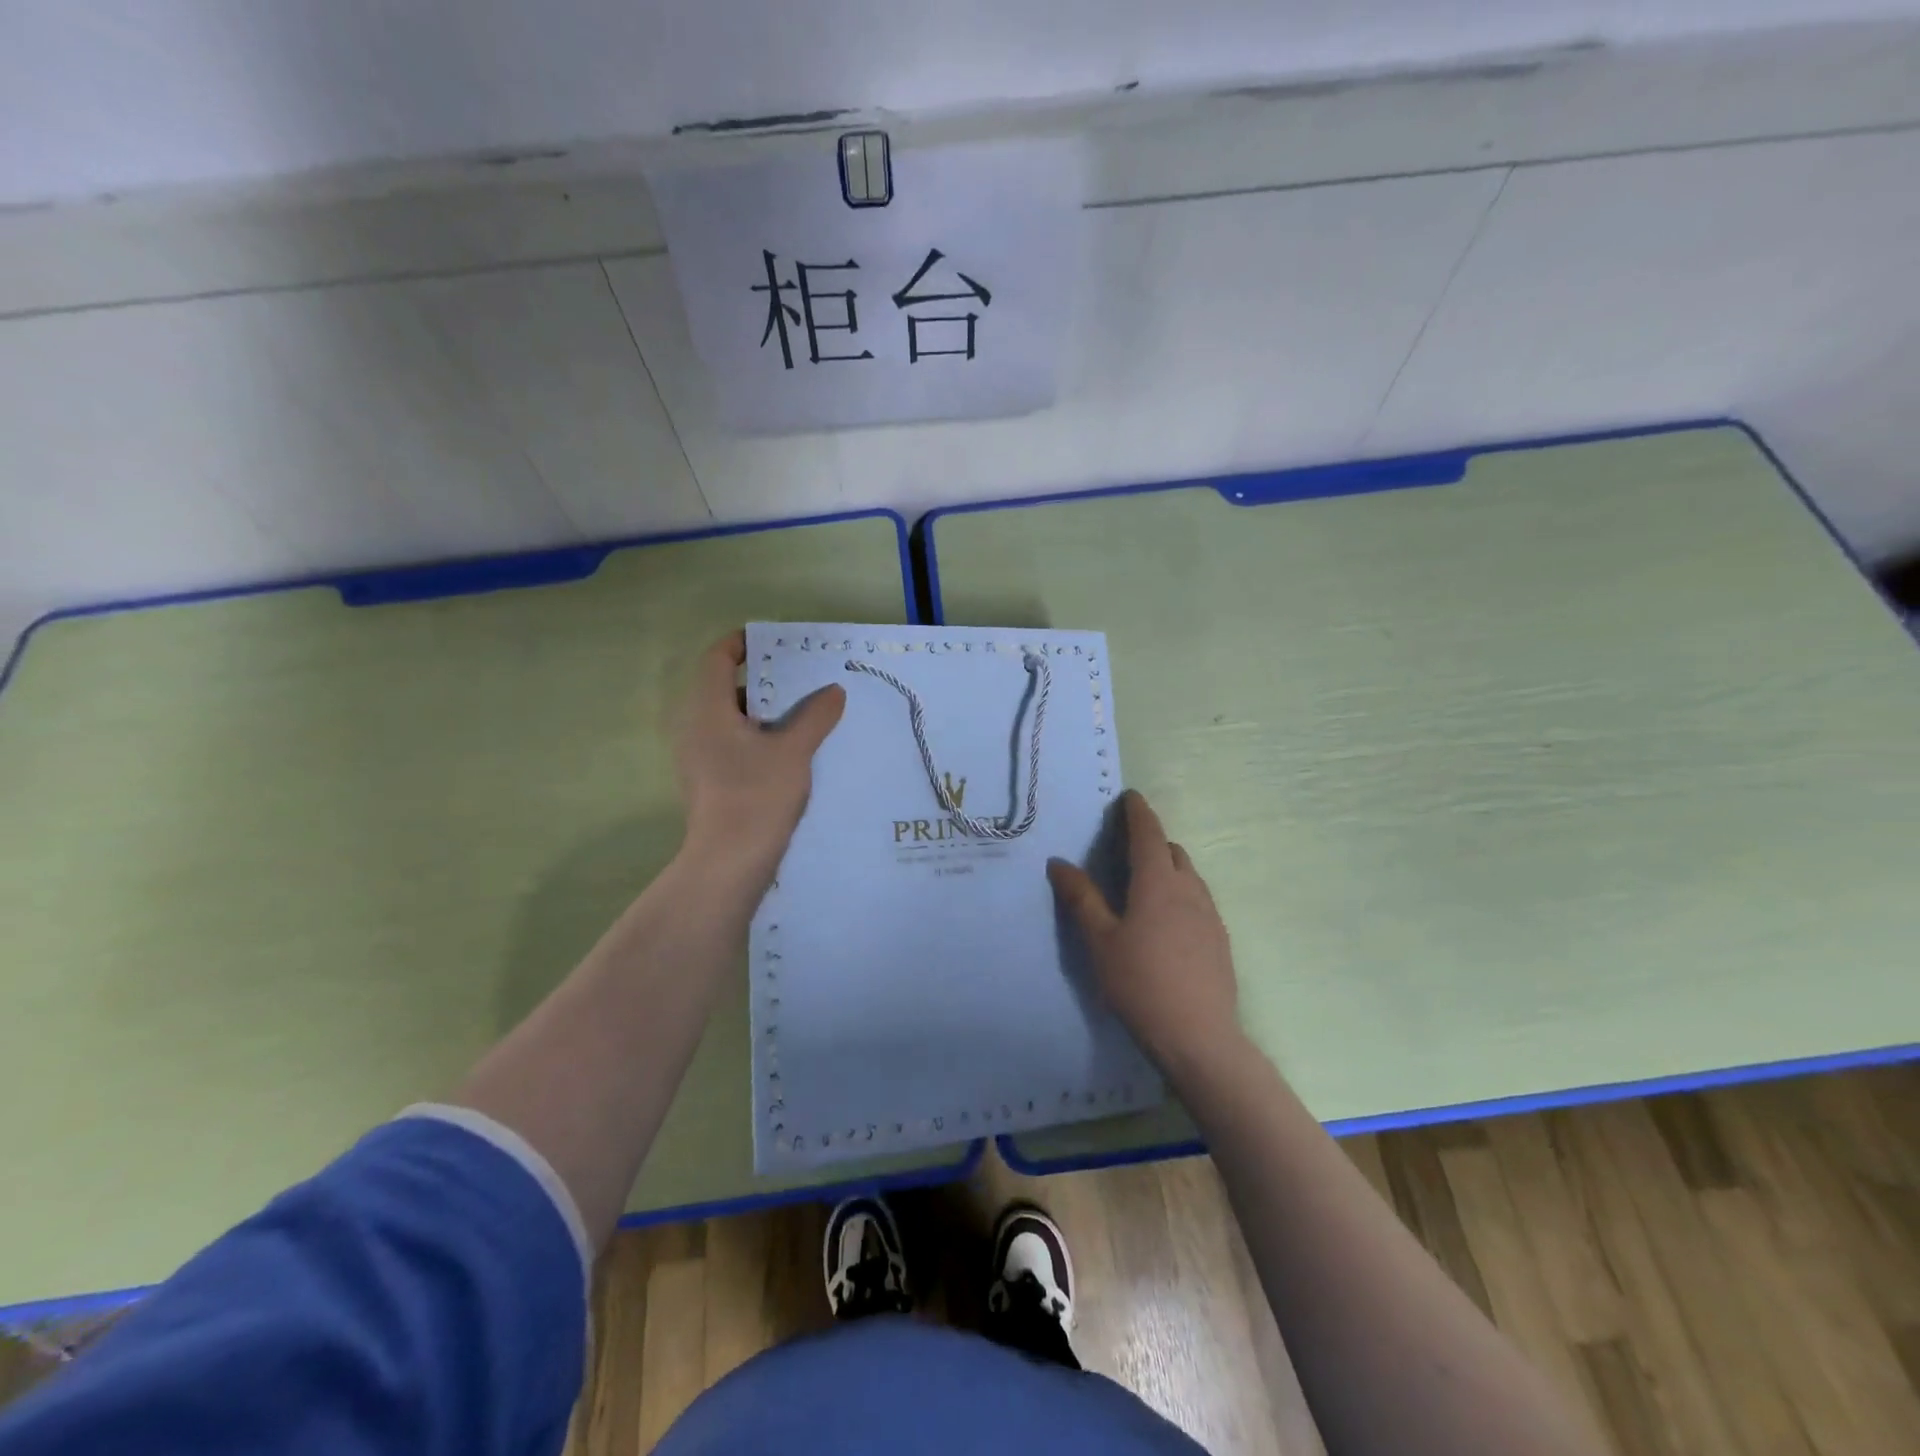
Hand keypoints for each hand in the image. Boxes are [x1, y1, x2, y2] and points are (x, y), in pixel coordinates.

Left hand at [676, 631, 845, 891]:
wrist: (729, 862)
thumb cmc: (757, 794)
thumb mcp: (794, 750)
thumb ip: (815, 716)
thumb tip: (833, 691)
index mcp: (707, 709)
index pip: (717, 659)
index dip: (741, 643)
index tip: (773, 641)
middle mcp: (695, 727)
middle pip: (725, 688)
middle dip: (763, 680)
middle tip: (801, 677)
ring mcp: (699, 757)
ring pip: (731, 720)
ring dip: (765, 712)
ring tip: (805, 712)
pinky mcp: (709, 781)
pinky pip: (733, 744)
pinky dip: (759, 737)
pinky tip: (791, 750)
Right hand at [1047, 790, 1240, 1074]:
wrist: (1199, 1037)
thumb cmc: (1140, 983)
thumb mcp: (1100, 941)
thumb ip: (1081, 898)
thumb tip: (1059, 862)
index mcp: (1157, 883)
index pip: (1148, 833)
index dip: (1138, 812)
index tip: (1130, 797)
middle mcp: (1189, 889)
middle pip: (1172, 851)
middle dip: (1152, 840)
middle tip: (1126, 848)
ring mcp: (1209, 915)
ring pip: (1189, 876)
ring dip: (1168, 867)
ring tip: (1145, 884)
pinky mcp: (1220, 940)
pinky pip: (1199, 900)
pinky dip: (1181, 893)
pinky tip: (1167, 921)